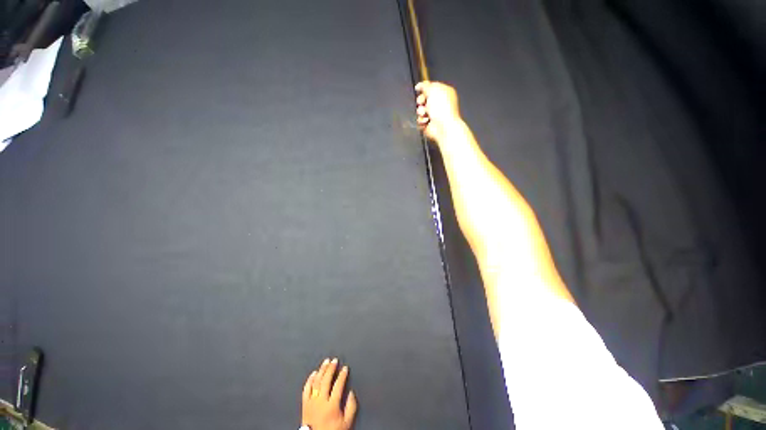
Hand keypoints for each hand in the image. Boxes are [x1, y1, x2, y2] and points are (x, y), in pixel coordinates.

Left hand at [301, 358, 357, 429]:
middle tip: (335, 360)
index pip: (338, 385)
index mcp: (332, 405)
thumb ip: (351, 407)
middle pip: (326, 380)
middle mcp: (321, 401)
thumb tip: (351, 393)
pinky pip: (306, 389)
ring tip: (326, 362)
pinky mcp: (304, 403)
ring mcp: (311, 401)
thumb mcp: (346, 423)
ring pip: (316, 382)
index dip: (342, 375)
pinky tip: (314, 373)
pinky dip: (310, 379)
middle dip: (331, 368)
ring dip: (322, 370)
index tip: (345, 368)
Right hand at [415, 81, 461, 141]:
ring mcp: (434, 115)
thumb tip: (419, 85)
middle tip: (422, 103)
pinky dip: (421, 121)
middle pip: (423, 99)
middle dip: (421, 101)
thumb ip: (425, 85)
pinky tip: (426, 121)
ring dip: (421, 112)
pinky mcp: (429, 124)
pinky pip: (420, 121)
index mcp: (444, 93)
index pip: (431, 88)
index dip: (424, 89)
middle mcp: (439, 104)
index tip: (419, 90)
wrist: (443, 127)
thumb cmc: (442, 108)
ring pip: (420, 111)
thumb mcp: (433, 89)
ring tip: (426, 114)